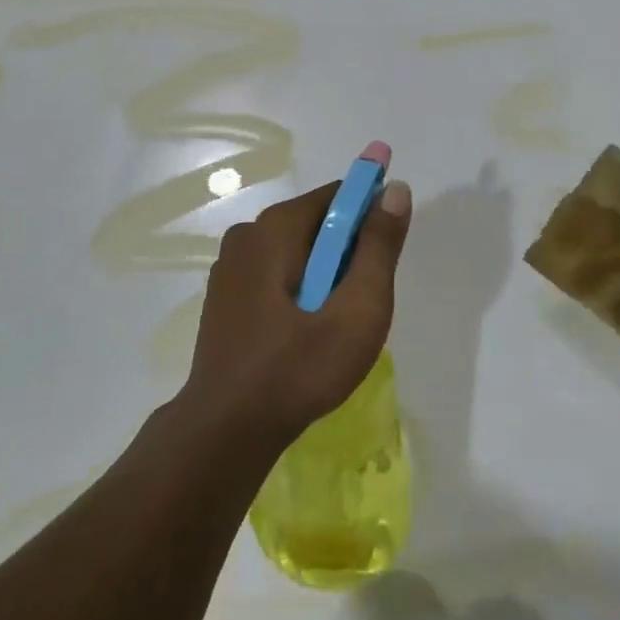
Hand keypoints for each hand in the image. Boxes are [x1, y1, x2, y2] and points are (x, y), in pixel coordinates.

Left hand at [187, 178, 412, 440]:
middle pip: (317, 222)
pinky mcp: (224, 294)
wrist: (227, 429)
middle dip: (348, 253)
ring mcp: (230, 265)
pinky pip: (275, 273)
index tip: (388, 253)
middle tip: (361, 304)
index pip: (339, 195)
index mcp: (276, 227)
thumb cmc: (299, 369)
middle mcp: (248, 233)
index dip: (372, 214)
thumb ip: (379, 247)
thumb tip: (395, 190)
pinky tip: (304, 333)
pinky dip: (299, 289)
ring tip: (334, 325)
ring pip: (297, 251)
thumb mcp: (357, 310)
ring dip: (325, 274)